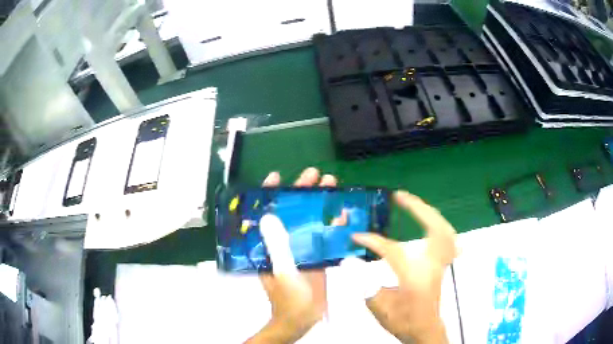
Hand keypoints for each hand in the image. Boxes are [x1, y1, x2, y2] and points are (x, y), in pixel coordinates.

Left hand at [246, 167, 337, 343]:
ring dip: (319, 203)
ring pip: (309, 219)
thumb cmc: (288, 297)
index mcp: (269, 244)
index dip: (270, 193)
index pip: (267, 212)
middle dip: (302, 190)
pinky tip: (344, 213)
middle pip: (292, 210)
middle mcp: (284, 241)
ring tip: (331, 184)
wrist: (303, 317)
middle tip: (315, 174)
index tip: (277, 176)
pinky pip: (324, 234)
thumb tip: (268, 215)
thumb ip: (276, 246)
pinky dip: (333, 223)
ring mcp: (301, 247)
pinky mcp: (316, 255)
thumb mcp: (281, 270)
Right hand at [352, 191, 457, 343]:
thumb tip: (348, 262)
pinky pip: (447, 238)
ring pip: (444, 229)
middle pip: (434, 228)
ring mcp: (441, 263)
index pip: (393, 251)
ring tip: (414, 204)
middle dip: (418, 208)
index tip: (356, 236)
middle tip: (400, 196)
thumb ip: (363, 284)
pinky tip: (431, 221)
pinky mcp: (442, 264)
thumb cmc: (403, 320)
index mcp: (415, 277)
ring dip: (429, 213)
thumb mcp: (379, 307)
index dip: (373, 241)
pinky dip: (439, 225)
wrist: (425, 330)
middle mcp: (432, 265)